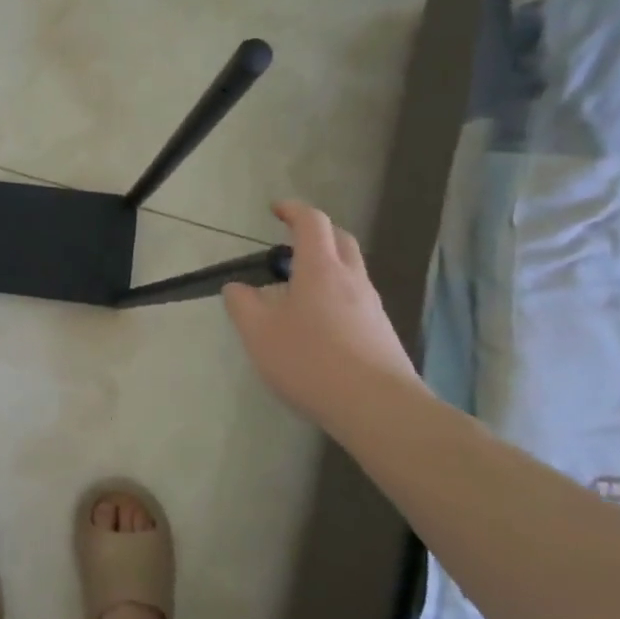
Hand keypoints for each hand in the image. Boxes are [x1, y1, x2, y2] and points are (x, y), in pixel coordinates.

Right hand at [222, 201, 420, 425]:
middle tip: (291, 242)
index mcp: (320, 269)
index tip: (275, 209)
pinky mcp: (381, 334)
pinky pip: (356, 300)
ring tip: (299, 288)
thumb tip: (238, 287)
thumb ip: (242, 304)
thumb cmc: (311, 361)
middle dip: (316, 232)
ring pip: (351, 271)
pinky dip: (336, 296)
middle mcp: (351, 279)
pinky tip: (319, 324)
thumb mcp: (258, 333)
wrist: (378, 408)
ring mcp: (372, 307)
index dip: (293, 210)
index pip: (312, 222)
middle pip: (340, 240)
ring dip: (327, 266)